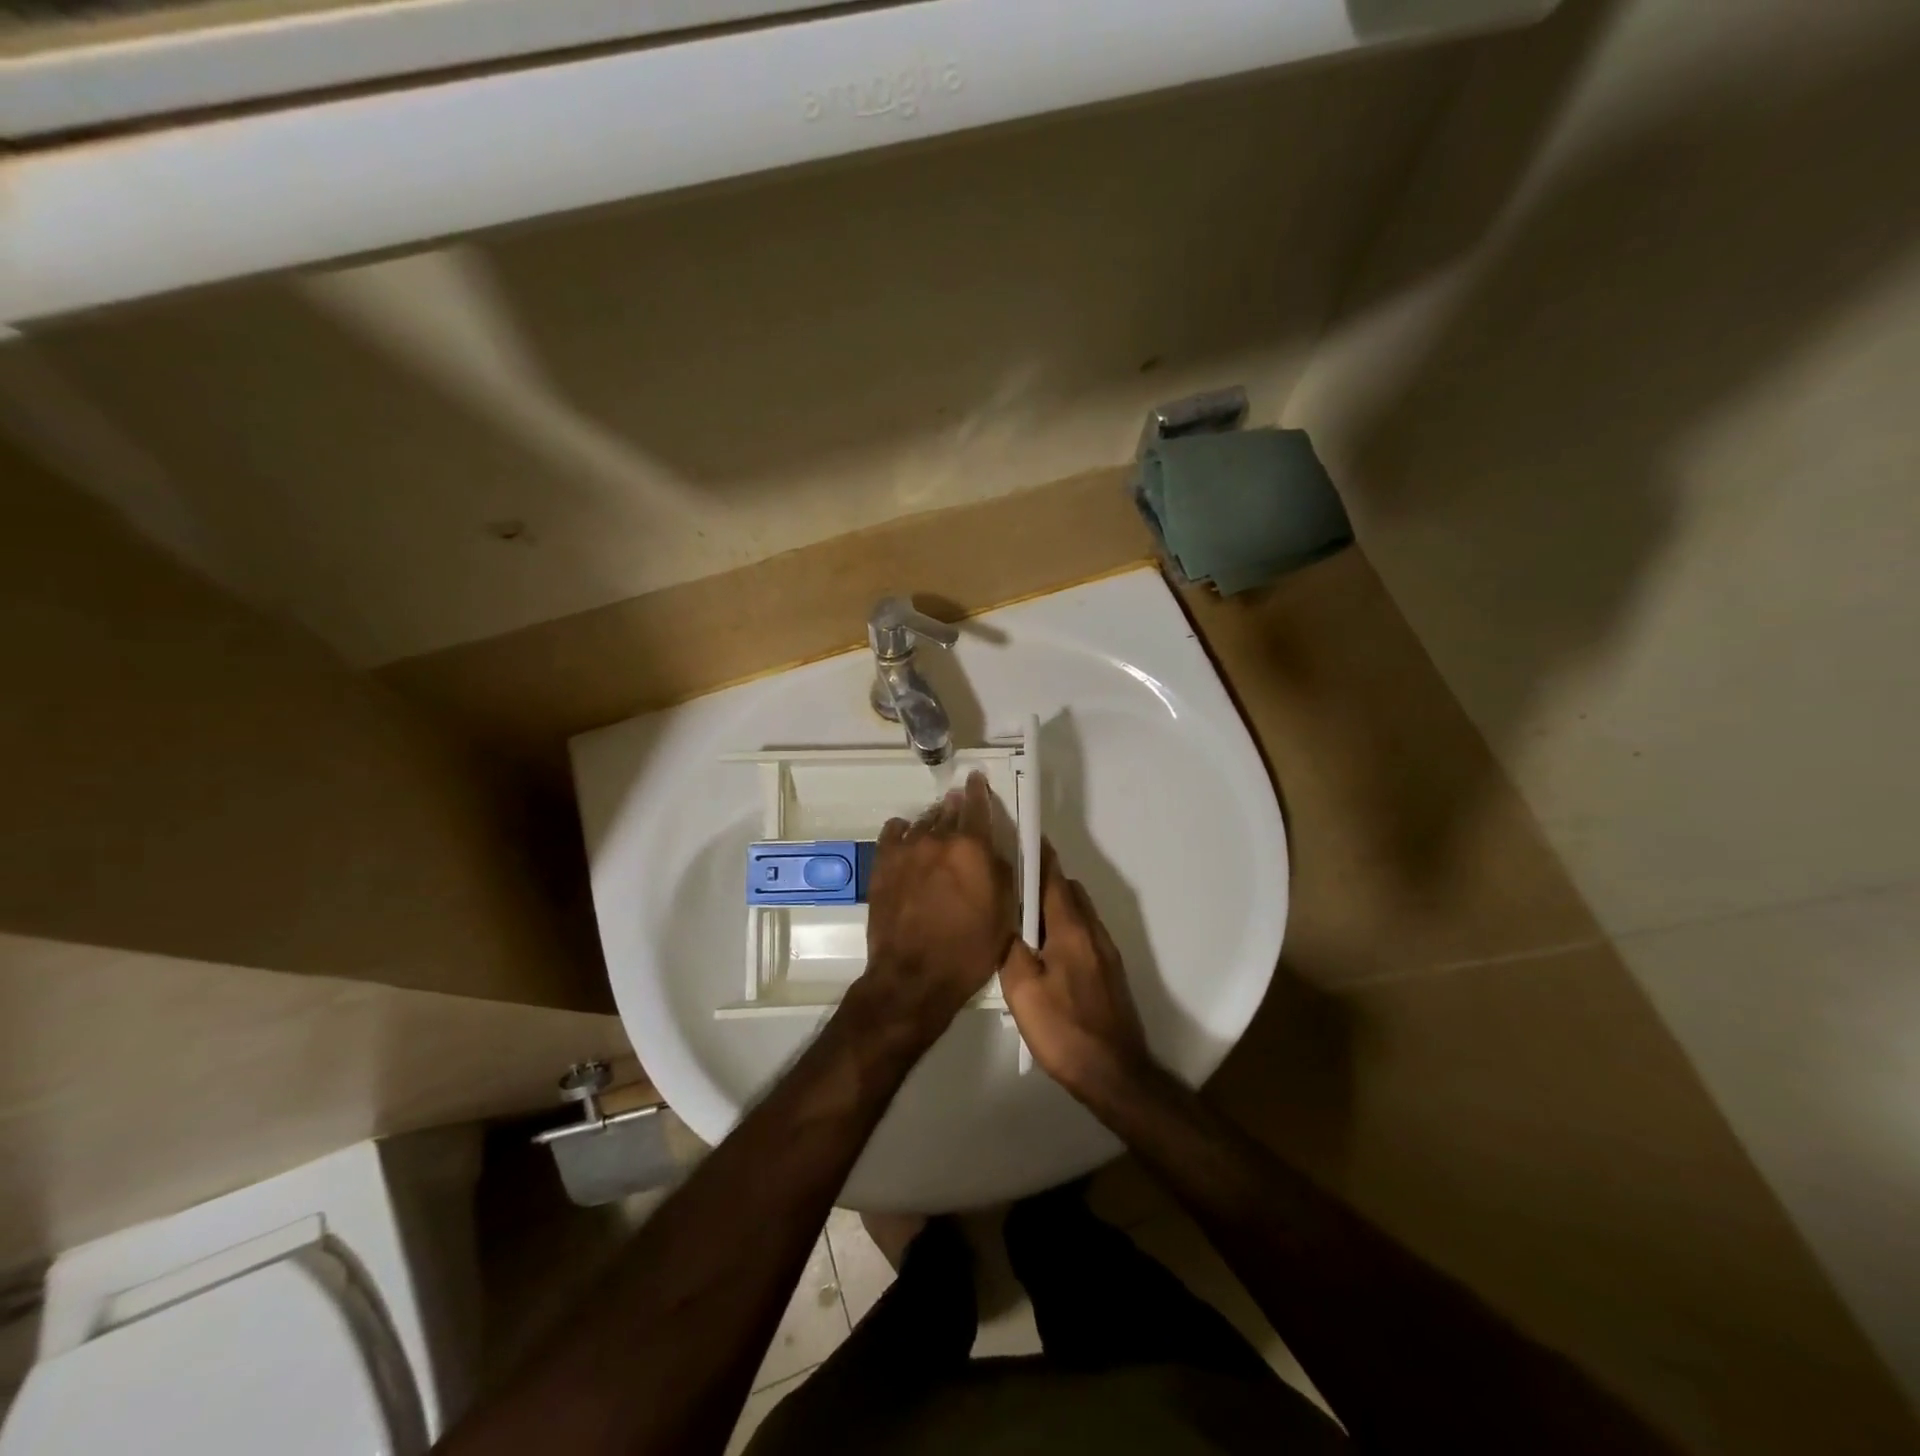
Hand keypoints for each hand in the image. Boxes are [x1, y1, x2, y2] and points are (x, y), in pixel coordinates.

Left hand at [857, 771, 1019, 1046]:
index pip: (977, 805)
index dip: (978, 790)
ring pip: (922, 822)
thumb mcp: (1003, 913)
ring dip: (932, 821)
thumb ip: (1002, 872)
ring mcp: (906, 849)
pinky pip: (893, 832)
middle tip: (959, 805)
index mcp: (972, 847)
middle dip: (956, 805)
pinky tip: (905, 836)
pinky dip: (903, 831)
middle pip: (948, 810)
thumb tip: (995, 850)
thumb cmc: (968, 950)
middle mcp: (938, 838)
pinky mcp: (882, 864)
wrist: (913, 976)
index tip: (977, 779)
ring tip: (936, 827)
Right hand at [1000, 842, 1152, 1099]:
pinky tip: (1041, 951)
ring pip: (1076, 912)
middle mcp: (1093, 931)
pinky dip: (1062, 927)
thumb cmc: (1064, 1030)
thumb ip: (1010, 946)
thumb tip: (1002, 914)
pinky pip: (1082, 933)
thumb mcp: (1022, 989)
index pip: (1053, 876)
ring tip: (1018, 918)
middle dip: (1040, 880)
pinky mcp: (1108, 971)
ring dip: (1051, 905)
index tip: (1016, 837)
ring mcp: (1105, 952)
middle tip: (1007, 884)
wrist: (1115, 1074)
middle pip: (1067, 890)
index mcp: (1071, 928)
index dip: (1036, 854)